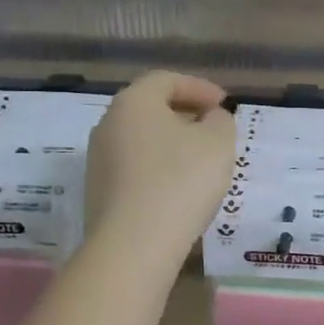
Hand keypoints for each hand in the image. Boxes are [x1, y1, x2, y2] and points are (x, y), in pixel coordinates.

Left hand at [85, 72, 236, 261]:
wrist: (134, 244)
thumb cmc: (181, 181)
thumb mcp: (218, 143)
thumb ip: (220, 121)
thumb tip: (210, 118)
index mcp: (134, 103)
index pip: (166, 80)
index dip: (199, 87)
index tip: (224, 103)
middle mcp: (108, 124)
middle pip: (150, 109)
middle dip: (184, 114)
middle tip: (213, 128)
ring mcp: (99, 160)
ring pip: (142, 140)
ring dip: (171, 144)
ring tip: (200, 161)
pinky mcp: (99, 192)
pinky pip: (135, 169)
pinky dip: (158, 169)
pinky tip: (179, 189)